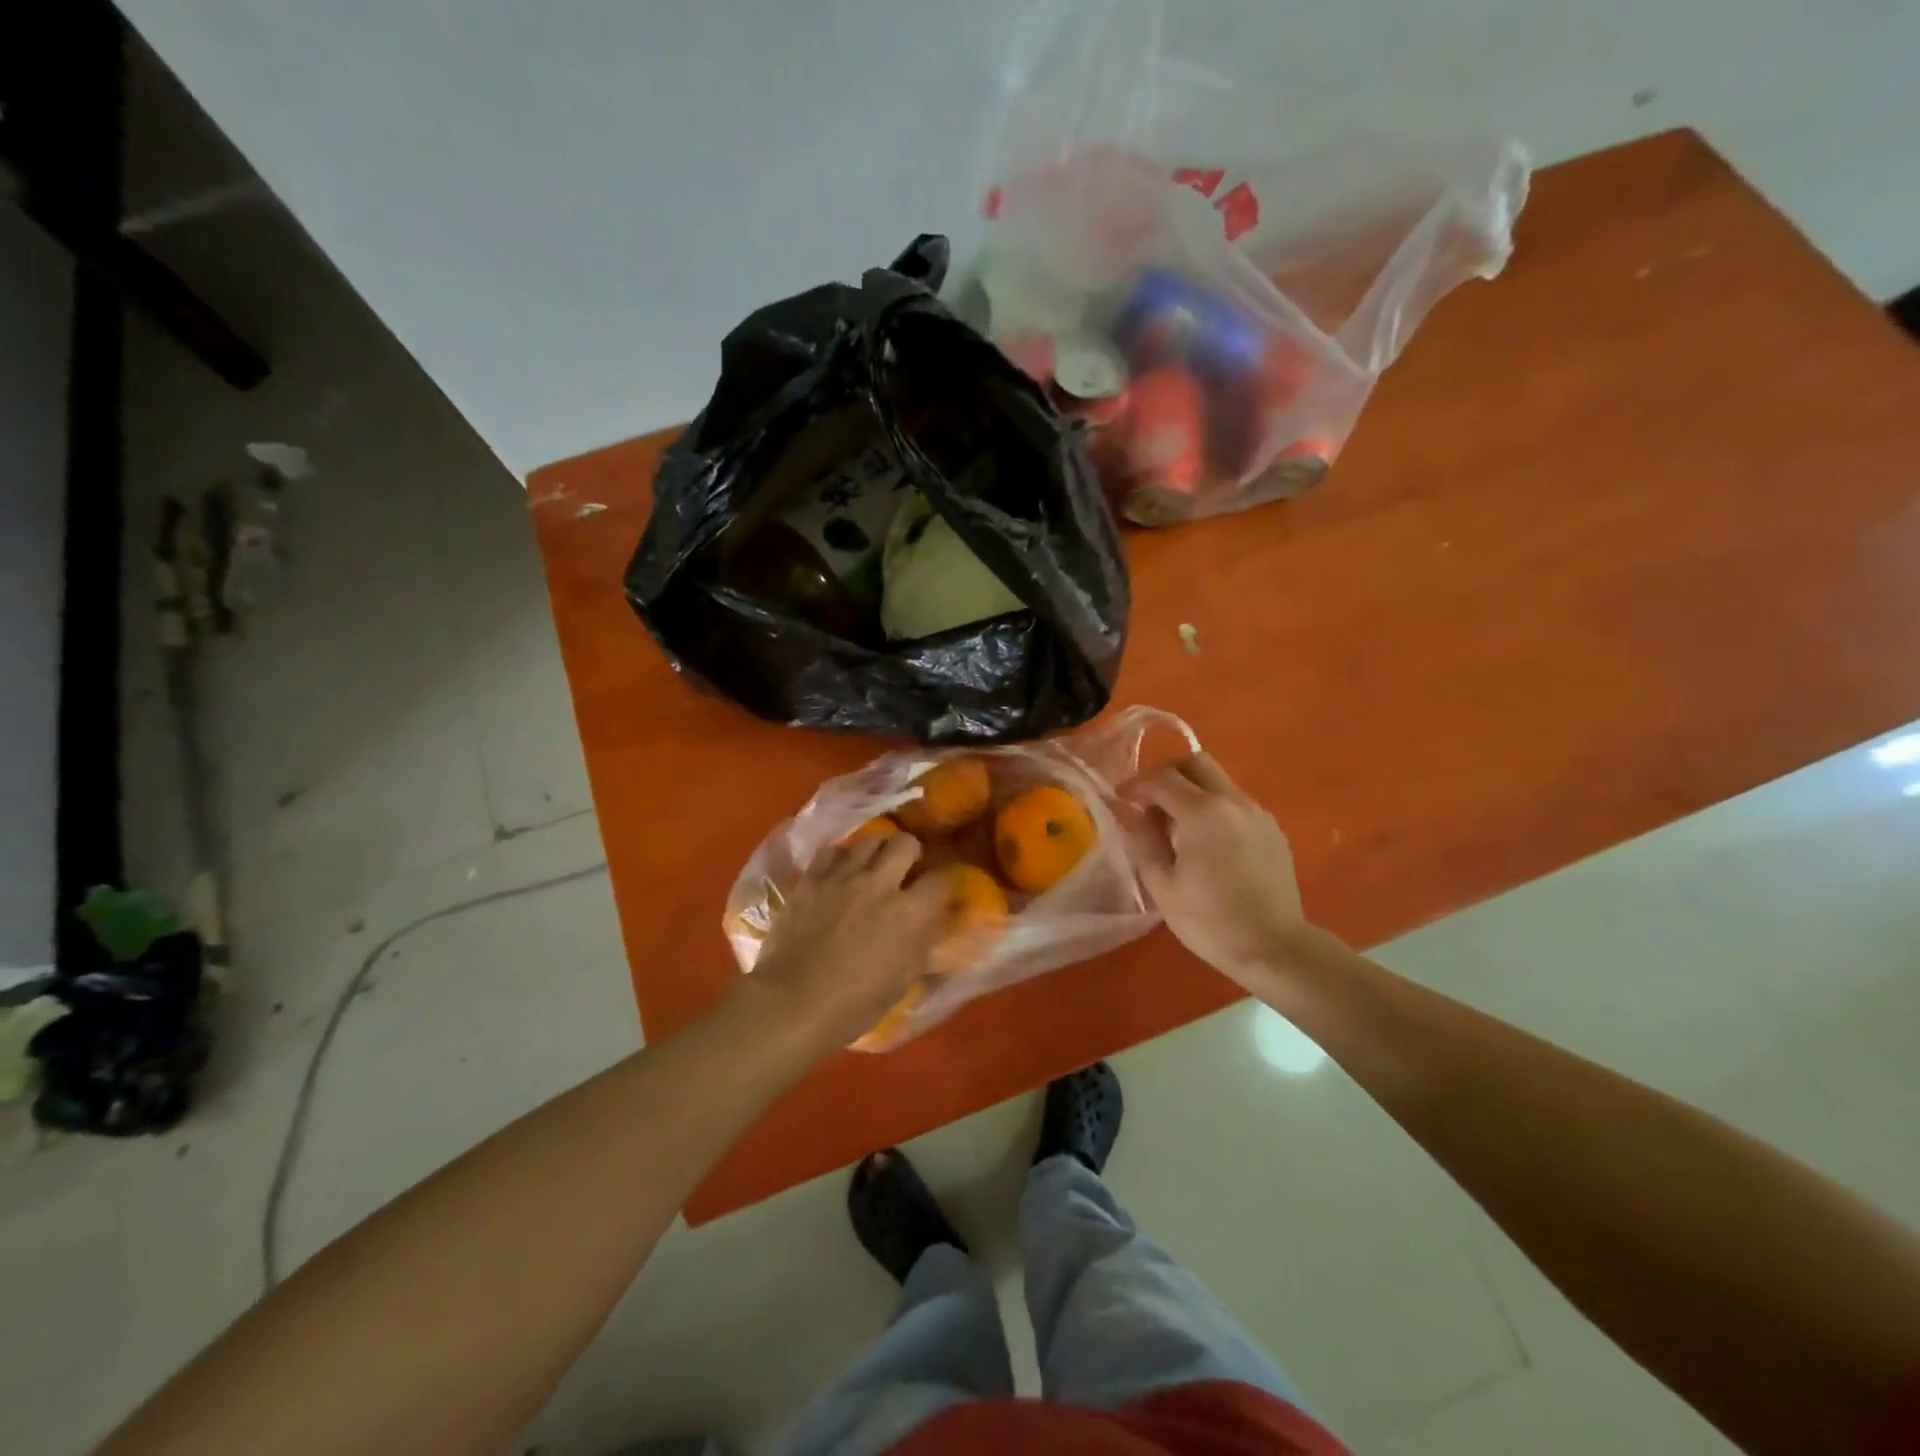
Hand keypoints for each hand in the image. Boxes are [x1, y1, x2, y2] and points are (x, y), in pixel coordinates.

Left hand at [743, 832, 949, 1051]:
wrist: (791, 1005)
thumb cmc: (853, 1005)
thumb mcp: (902, 981)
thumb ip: (921, 944)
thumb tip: (930, 923)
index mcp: (910, 913)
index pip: (941, 878)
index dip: (943, 882)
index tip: (937, 890)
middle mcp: (880, 884)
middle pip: (906, 843)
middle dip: (911, 853)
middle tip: (905, 869)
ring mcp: (843, 877)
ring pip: (869, 840)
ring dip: (877, 851)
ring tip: (872, 866)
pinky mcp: (811, 879)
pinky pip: (832, 850)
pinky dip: (841, 857)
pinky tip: (839, 871)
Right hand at [1121, 752, 1310, 988]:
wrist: (1275, 948)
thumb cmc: (1210, 921)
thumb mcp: (1163, 885)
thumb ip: (1141, 840)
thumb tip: (1125, 811)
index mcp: (1203, 813)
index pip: (1162, 779)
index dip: (1135, 785)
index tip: (1120, 799)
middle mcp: (1233, 801)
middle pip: (1195, 763)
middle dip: (1166, 774)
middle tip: (1149, 803)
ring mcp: (1257, 813)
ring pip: (1218, 781)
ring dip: (1191, 791)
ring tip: (1175, 827)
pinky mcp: (1271, 829)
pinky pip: (1235, 802)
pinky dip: (1213, 807)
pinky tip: (1206, 842)